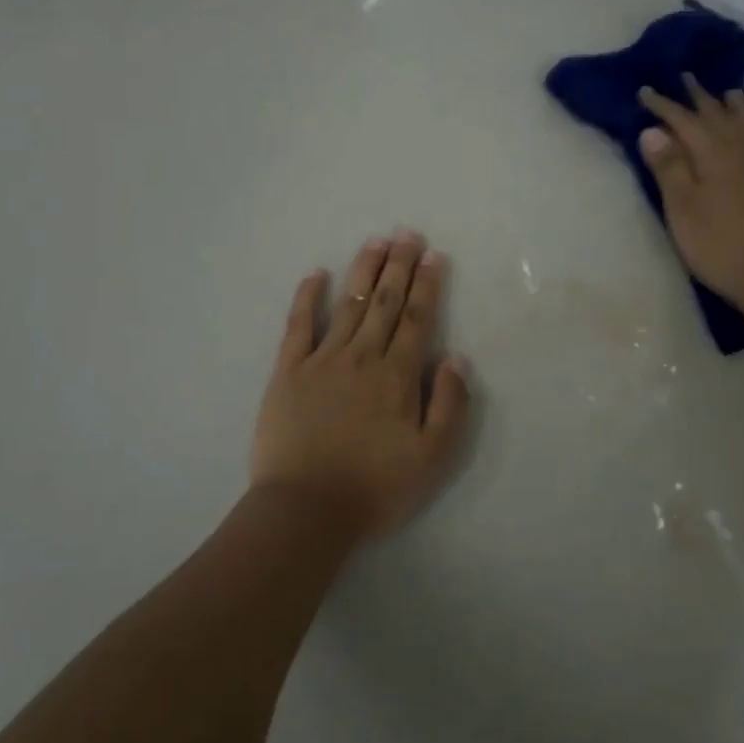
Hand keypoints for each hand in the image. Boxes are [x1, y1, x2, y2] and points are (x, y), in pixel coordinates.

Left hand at [250, 231, 472, 537]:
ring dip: (363, 271)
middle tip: (406, 233)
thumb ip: (449, 405)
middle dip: (398, 265)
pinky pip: (298, 325)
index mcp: (397, 376)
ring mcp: (322, 360)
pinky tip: (316, 274)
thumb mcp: (432, 457)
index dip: (426, 285)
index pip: (417, 319)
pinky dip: (307, 297)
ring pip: (349, 305)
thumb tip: (456, 358)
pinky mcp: (288, 372)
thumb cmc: (375, 487)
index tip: (432, 255)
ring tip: (375, 242)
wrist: (306, 509)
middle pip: (385, 302)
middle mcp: (362, 357)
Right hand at [638, 76, 743, 315]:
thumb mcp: (682, 211)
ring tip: (728, 92)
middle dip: (699, 97)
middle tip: (686, 78)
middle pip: (718, 116)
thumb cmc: (719, 247)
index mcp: (713, 156)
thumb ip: (669, 169)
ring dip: (737, 107)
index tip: (646, 91)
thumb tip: (653, 131)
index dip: (663, 106)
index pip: (683, 121)